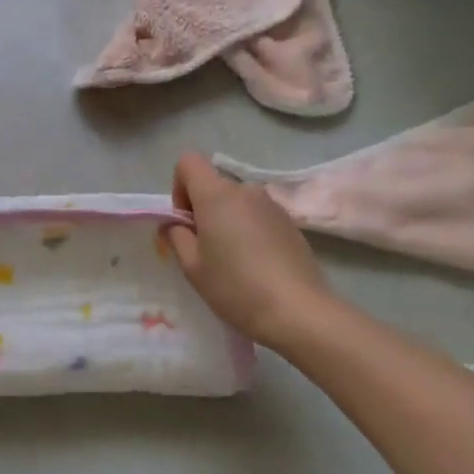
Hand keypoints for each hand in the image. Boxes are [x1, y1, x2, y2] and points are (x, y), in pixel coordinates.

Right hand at [166, 153, 329, 350]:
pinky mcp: (290, 222)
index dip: (179, 188)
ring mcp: (272, 205)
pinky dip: (249, 230)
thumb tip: (175, 224)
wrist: (298, 311)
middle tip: (206, 250)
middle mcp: (246, 190)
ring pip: (237, 202)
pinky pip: (258, 216)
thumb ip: (176, 237)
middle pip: (214, 185)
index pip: (188, 162)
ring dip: (227, 221)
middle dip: (203, 210)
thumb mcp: (192, 267)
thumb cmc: (235, 287)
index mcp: (217, 195)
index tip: (186, 222)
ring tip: (233, 260)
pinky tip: (257, 265)